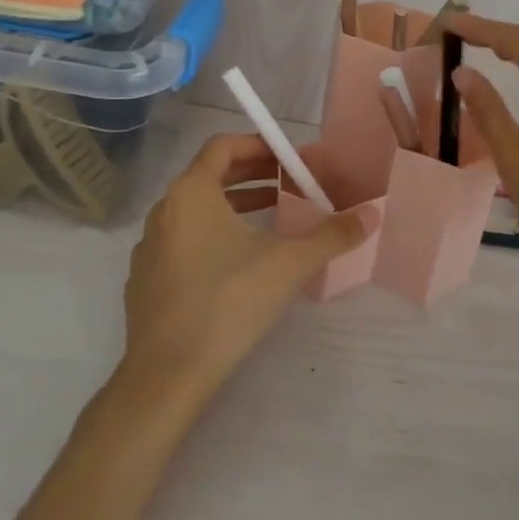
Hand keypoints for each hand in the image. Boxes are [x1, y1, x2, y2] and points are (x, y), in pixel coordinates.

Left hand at [123, 134, 371, 393]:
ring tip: (273, 215)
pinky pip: (184, 239)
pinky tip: (240, 260)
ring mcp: (151, 245)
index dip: (258, 145)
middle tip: (289, 182)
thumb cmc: (227, 302)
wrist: (166, 374)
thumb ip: (332, 235)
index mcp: (191, 192)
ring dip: (236, 204)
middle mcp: (165, 209)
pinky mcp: (146, 278)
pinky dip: (214, 234)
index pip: (223, 146)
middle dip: (253, 174)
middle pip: (211, 175)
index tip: (289, 157)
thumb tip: (372, 215)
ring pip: (197, 209)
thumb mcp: (288, 264)